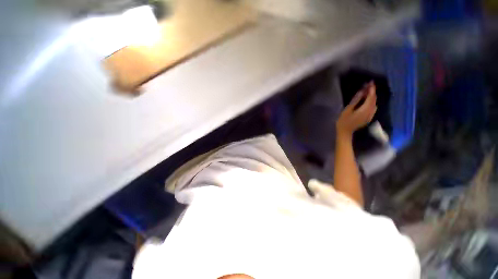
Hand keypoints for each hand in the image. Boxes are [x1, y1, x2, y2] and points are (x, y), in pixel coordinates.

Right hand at [336, 82, 376, 136]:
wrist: (345, 132)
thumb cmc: (343, 121)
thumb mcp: (347, 110)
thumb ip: (355, 100)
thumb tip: (361, 91)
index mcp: (365, 109)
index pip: (371, 97)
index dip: (371, 89)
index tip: (370, 82)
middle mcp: (370, 112)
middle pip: (374, 100)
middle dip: (372, 92)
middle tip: (369, 85)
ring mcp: (370, 115)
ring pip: (374, 104)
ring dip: (372, 97)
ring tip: (368, 92)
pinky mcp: (368, 118)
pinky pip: (373, 108)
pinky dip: (372, 102)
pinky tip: (368, 101)